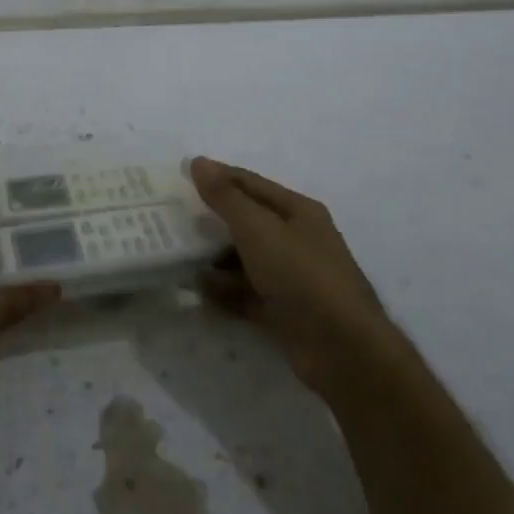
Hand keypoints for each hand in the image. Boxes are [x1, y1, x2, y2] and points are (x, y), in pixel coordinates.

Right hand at [190, 157, 394, 396]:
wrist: (343, 351)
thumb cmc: (302, 276)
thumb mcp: (259, 229)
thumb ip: (226, 197)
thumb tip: (198, 162)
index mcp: (297, 211)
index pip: (249, 183)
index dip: (216, 176)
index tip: (178, 176)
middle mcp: (296, 239)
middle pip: (246, 221)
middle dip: (211, 220)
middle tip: (170, 219)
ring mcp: (291, 277)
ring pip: (244, 259)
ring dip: (214, 259)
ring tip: (178, 258)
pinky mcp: (284, 311)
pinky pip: (246, 293)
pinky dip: (225, 291)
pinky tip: (198, 291)